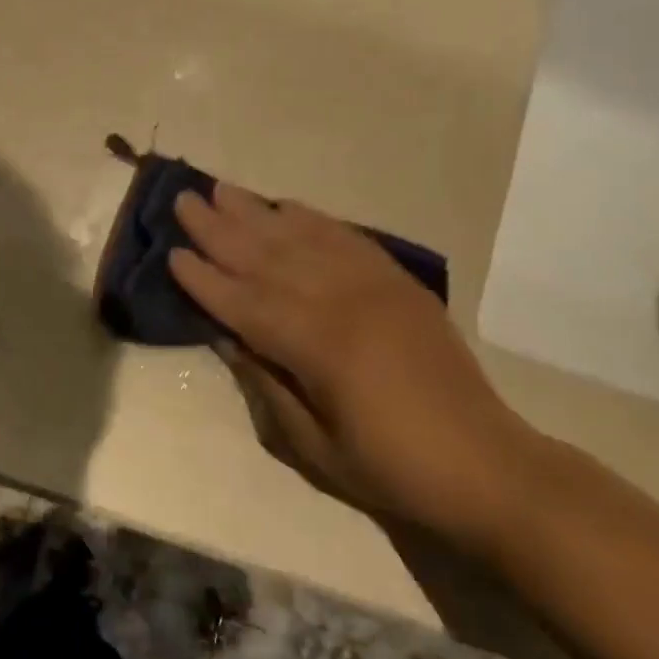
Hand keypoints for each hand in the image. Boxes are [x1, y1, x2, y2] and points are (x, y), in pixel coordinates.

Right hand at [171, 185, 540, 554]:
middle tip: (184, 200)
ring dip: (258, 212)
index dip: (205, 280)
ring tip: (223, 189)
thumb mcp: (314, 447)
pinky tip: (287, 205)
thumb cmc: (391, 468)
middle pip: (268, 257)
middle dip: (220, 229)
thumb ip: (267, 385)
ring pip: (302, 239)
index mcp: (319, 347)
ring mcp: (374, 286)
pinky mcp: (398, 282)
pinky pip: (347, 238)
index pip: (245, 303)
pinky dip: (312, 218)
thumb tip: (227, 337)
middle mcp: (342, 302)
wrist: (486, 464)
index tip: (172, 252)